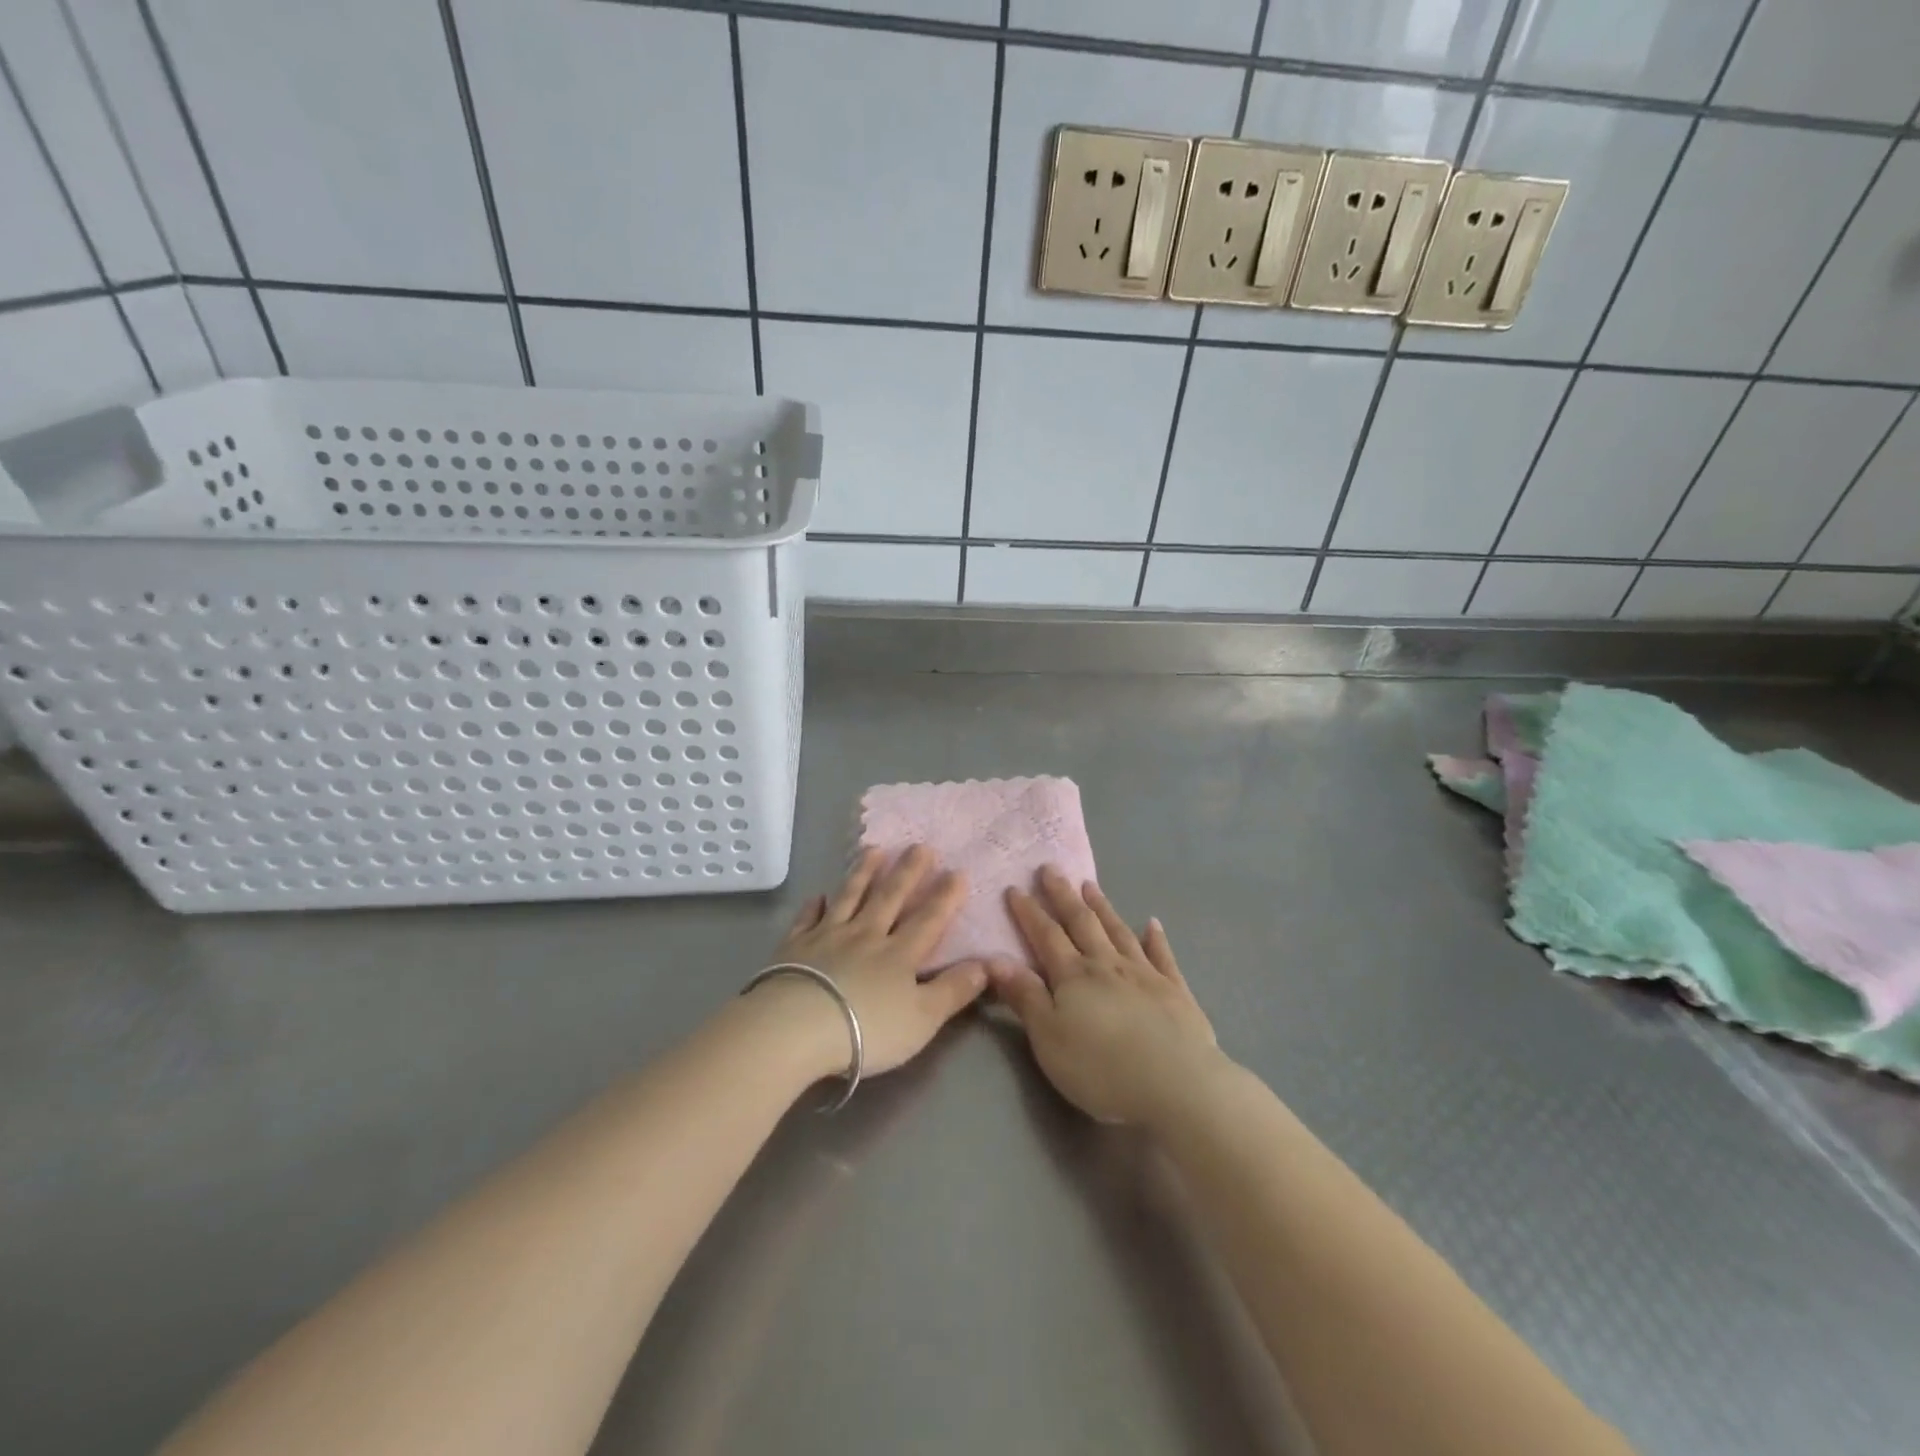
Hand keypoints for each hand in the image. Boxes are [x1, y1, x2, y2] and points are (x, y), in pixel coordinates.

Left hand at [745, 844, 988, 1081]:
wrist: (797, 1028)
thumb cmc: (867, 1029)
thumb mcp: (922, 1019)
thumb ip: (953, 991)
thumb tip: (985, 965)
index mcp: (899, 954)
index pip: (928, 919)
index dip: (945, 896)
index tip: (957, 871)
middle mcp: (866, 935)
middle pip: (890, 897)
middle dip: (908, 871)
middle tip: (919, 846)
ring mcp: (828, 936)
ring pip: (850, 897)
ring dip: (864, 873)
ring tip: (874, 850)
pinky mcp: (795, 946)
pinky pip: (808, 919)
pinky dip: (814, 906)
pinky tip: (818, 896)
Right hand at [990, 866, 1222, 1126]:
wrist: (1176, 1084)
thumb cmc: (1101, 1067)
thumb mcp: (1049, 1038)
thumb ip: (1024, 996)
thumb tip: (995, 959)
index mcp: (1074, 976)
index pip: (1046, 936)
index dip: (1029, 912)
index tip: (1015, 888)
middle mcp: (1107, 965)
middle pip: (1082, 923)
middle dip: (1063, 896)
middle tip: (1051, 868)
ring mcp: (1144, 974)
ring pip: (1118, 931)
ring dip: (1102, 907)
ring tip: (1090, 885)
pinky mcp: (1175, 991)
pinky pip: (1162, 956)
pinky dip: (1155, 938)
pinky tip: (1152, 924)